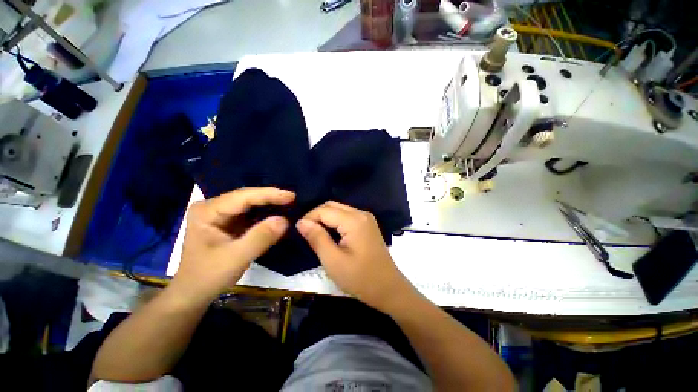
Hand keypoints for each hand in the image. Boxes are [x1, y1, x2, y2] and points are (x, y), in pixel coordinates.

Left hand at [171, 187, 294, 301]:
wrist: (193, 294)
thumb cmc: (208, 277)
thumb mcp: (236, 258)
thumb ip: (260, 238)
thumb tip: (285, 220)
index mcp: (208, 211)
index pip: (244, 196)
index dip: (270, 195)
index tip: (292, 197)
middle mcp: (213, 207)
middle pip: (247, 197)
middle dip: (271, 198)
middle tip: (293, 200)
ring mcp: (220, 214)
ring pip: (250, 203)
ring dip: (270, 205)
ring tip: (290, 204)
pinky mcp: (228, 222)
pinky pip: (250, 213)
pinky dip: (265, 214)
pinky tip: (278, 214)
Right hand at [296, 201, 411, 310]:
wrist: (388, 289)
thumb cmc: (360, 278)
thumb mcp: (333, 261)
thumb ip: (317, 238)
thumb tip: (301, 222)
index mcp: (354, 221)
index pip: (324, 210)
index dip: (309, 218)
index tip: (299, 232)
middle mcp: (361, 213)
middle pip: (332, 205)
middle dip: (316, 216)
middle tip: (306, 233)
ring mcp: (366, 218)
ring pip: (339, 209)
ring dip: (325, 218)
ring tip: (316, 234)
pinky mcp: (367, 224)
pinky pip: (347, 216)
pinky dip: (335, 221)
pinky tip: (330, 234)